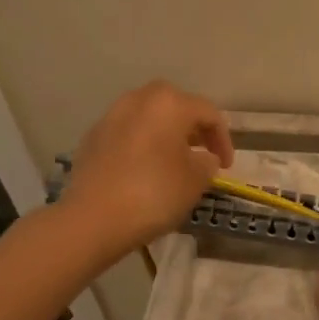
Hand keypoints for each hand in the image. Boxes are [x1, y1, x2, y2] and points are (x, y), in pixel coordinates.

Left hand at [60, 81, 234, 257]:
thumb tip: (204, 158)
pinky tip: (144, 169)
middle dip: (192, 128)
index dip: (223, 139)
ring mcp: (111, 117)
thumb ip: (207, 163)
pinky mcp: (92, 138)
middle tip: (202, 152)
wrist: (93, 219)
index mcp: (169, 104)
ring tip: (174, 161)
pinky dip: (141, 144)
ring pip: (148, 117)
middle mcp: (138, 100)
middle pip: (175, 106)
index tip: (227, 167)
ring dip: (165, 134)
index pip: (209, 113)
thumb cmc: (154, 194)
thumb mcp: (196, 181)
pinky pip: (127, 133)